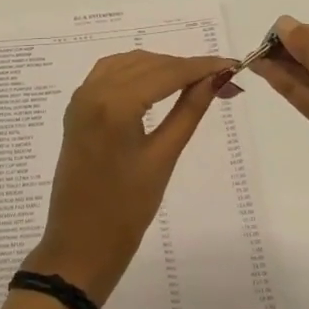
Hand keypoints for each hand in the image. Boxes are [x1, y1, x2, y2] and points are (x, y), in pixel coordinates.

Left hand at [27, 51, 233, 302]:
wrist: (79, 245)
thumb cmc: (126, 210)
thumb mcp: (162, 158)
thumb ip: (188, 111)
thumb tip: (214, 79)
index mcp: (115, 105)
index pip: (166, 73)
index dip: (201, 66)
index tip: (232, 65)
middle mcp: (94, 90)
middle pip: (148, 64)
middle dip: (184, 68)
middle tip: (220, 80)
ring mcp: (81, 97)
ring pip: (128, 63)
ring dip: (160, 67)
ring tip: (193, 82)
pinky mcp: (77, 107)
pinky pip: (109, 73)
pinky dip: (135, 71)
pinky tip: (155, 83)